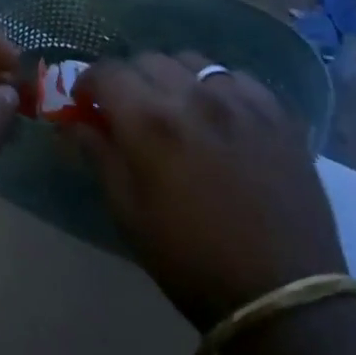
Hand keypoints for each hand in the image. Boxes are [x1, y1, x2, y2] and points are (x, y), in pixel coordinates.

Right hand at [67, 54, 346, 330]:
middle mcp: (193, 96)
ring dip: (173, 78)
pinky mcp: (277, 113)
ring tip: (177, 109)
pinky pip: (237, 78)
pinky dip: (218, 88)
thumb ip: (99, 156)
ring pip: (192, 61)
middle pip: (148, 60)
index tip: (87, 104)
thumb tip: (75, 123)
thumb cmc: (190, 260)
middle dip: (129, 79)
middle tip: (129, 111)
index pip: (107, 71)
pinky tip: (220, 116)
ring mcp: (240, 101)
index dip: (89, 83)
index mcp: (150, 121)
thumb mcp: (128, 213)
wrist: (280, 295)